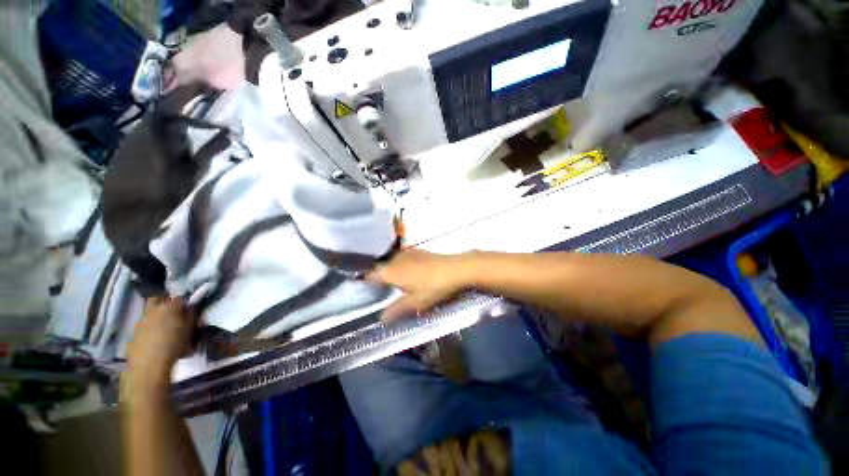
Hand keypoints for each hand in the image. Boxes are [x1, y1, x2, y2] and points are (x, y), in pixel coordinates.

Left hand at [124, 297, 194, 400]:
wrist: (149, 365)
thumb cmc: (174, 345)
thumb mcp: (190, 330)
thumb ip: (191, 316)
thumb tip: (192, 308)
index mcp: (169, 307)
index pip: (179, 298)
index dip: (185, 301)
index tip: (189, 307)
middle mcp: (153, 310)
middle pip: (157, 299)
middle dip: (164, 302)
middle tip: (174, 311)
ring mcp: (140, 322)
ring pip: (149, 312)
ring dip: (156, 316)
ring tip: (165, 328)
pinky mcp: (134, 334)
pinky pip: (144, 326)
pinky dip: (150, 329)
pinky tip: (156, 339)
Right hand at [367, 249, 475, 321]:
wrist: (456, 269)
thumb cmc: (434, 287)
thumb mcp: (416, 302)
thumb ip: (397, 309)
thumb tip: (381, 319)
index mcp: (392, 271)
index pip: (373, 275)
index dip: (367, 282)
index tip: (365, 290)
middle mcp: (397, 259)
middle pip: (382, 267)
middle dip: (380, 277)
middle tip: (380, 290)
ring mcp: (408, 253)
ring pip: (393, 262)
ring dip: (391, 270)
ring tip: (393, 282)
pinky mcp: (419, 251)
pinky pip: (403, 258)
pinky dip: (402, 265)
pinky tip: (409, 272)